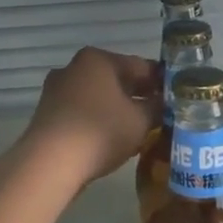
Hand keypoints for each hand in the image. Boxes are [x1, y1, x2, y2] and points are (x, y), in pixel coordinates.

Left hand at [20, 47, 161, 186]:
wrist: (50, 163)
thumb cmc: (101, 132)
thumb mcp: (141, 121)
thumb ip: (157, 108)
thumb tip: (164, 102)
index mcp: (98, 59)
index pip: (140, 66)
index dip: (161, 83)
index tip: (175, 99)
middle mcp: (74, 67)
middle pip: (116, 79)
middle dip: (137, 95)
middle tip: (159, 115)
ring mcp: (56, 89)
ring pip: (98, 96)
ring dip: (117, 109)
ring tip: (136, 130)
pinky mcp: (47, 113)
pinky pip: (81, 111)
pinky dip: (97, 120)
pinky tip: (110, 138)